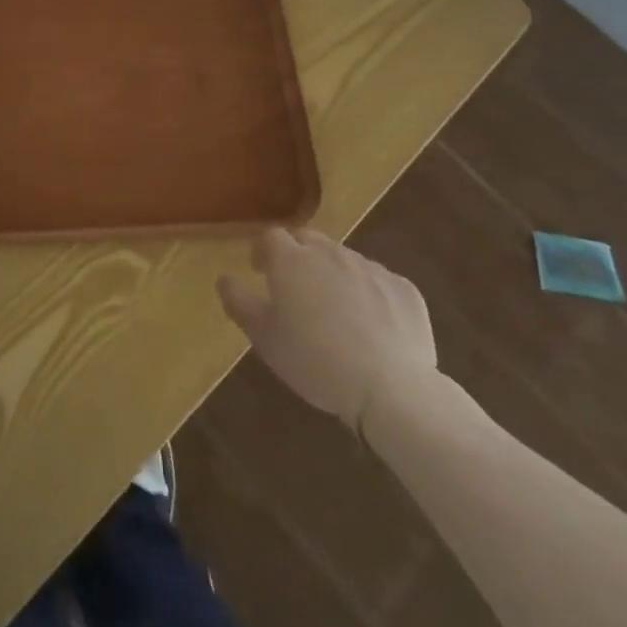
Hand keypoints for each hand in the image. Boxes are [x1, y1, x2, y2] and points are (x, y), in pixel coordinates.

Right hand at [218, 229, 437, 428]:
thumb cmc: (315, 361)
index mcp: (291, 260)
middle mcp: (330, 252)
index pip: (271, 237)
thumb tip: (223, 279)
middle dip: (298, 256)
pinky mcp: (404, 289)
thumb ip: (239, 303)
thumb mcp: (265, 338)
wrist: (391, 389)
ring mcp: (371, 268)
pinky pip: (380, 282)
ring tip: (335, 308)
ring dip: (334, 273)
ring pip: (344, 259)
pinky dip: (371, 294)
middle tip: (296, 286)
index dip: (263, 251)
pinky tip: (373, 325)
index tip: (260, 271)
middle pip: (308, 240)